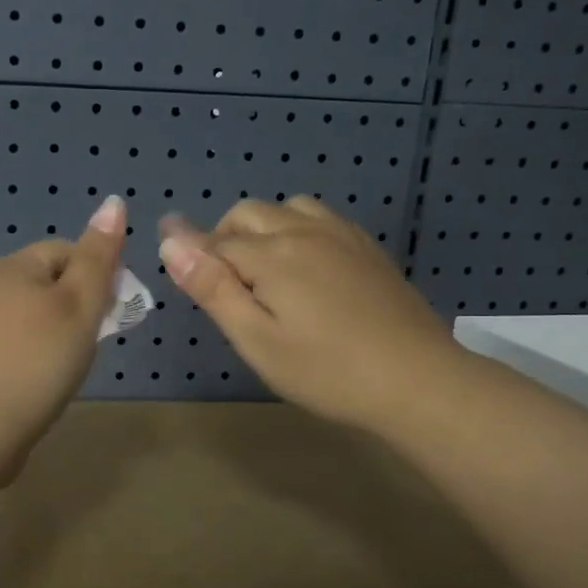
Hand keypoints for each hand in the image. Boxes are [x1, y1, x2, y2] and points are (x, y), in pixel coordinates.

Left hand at [0, 195, 126, 470]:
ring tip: (69, 366)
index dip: (97, 275)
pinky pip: (14, 345)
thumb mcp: (79, 305)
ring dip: (57, 333)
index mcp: (12, 267)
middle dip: (77, 307)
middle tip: (92, 343)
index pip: (66, 251)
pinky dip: (34, 356)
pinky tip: (41, 382)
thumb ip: (98, 257)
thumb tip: (114, 202)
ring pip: (31, 317)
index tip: (113, 312)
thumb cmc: (36, 361)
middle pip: (48, 283)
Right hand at [158, 196, 454, 431]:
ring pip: (287, 208)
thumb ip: (212, 287)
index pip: (215, 242)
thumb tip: (170, 239)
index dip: (193, 257)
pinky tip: (307, 268)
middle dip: (224, 239)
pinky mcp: (367, 247)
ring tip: (266, 275)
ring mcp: (341, 235)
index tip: (185, 281)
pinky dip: (298, 229)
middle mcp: (304, 231)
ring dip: (263, 228)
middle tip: (227, 289)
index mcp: (272, 254)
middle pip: (248, 214)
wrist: (416, 380)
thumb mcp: (256, 339)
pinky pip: (320, 218)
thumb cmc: (326, 371)